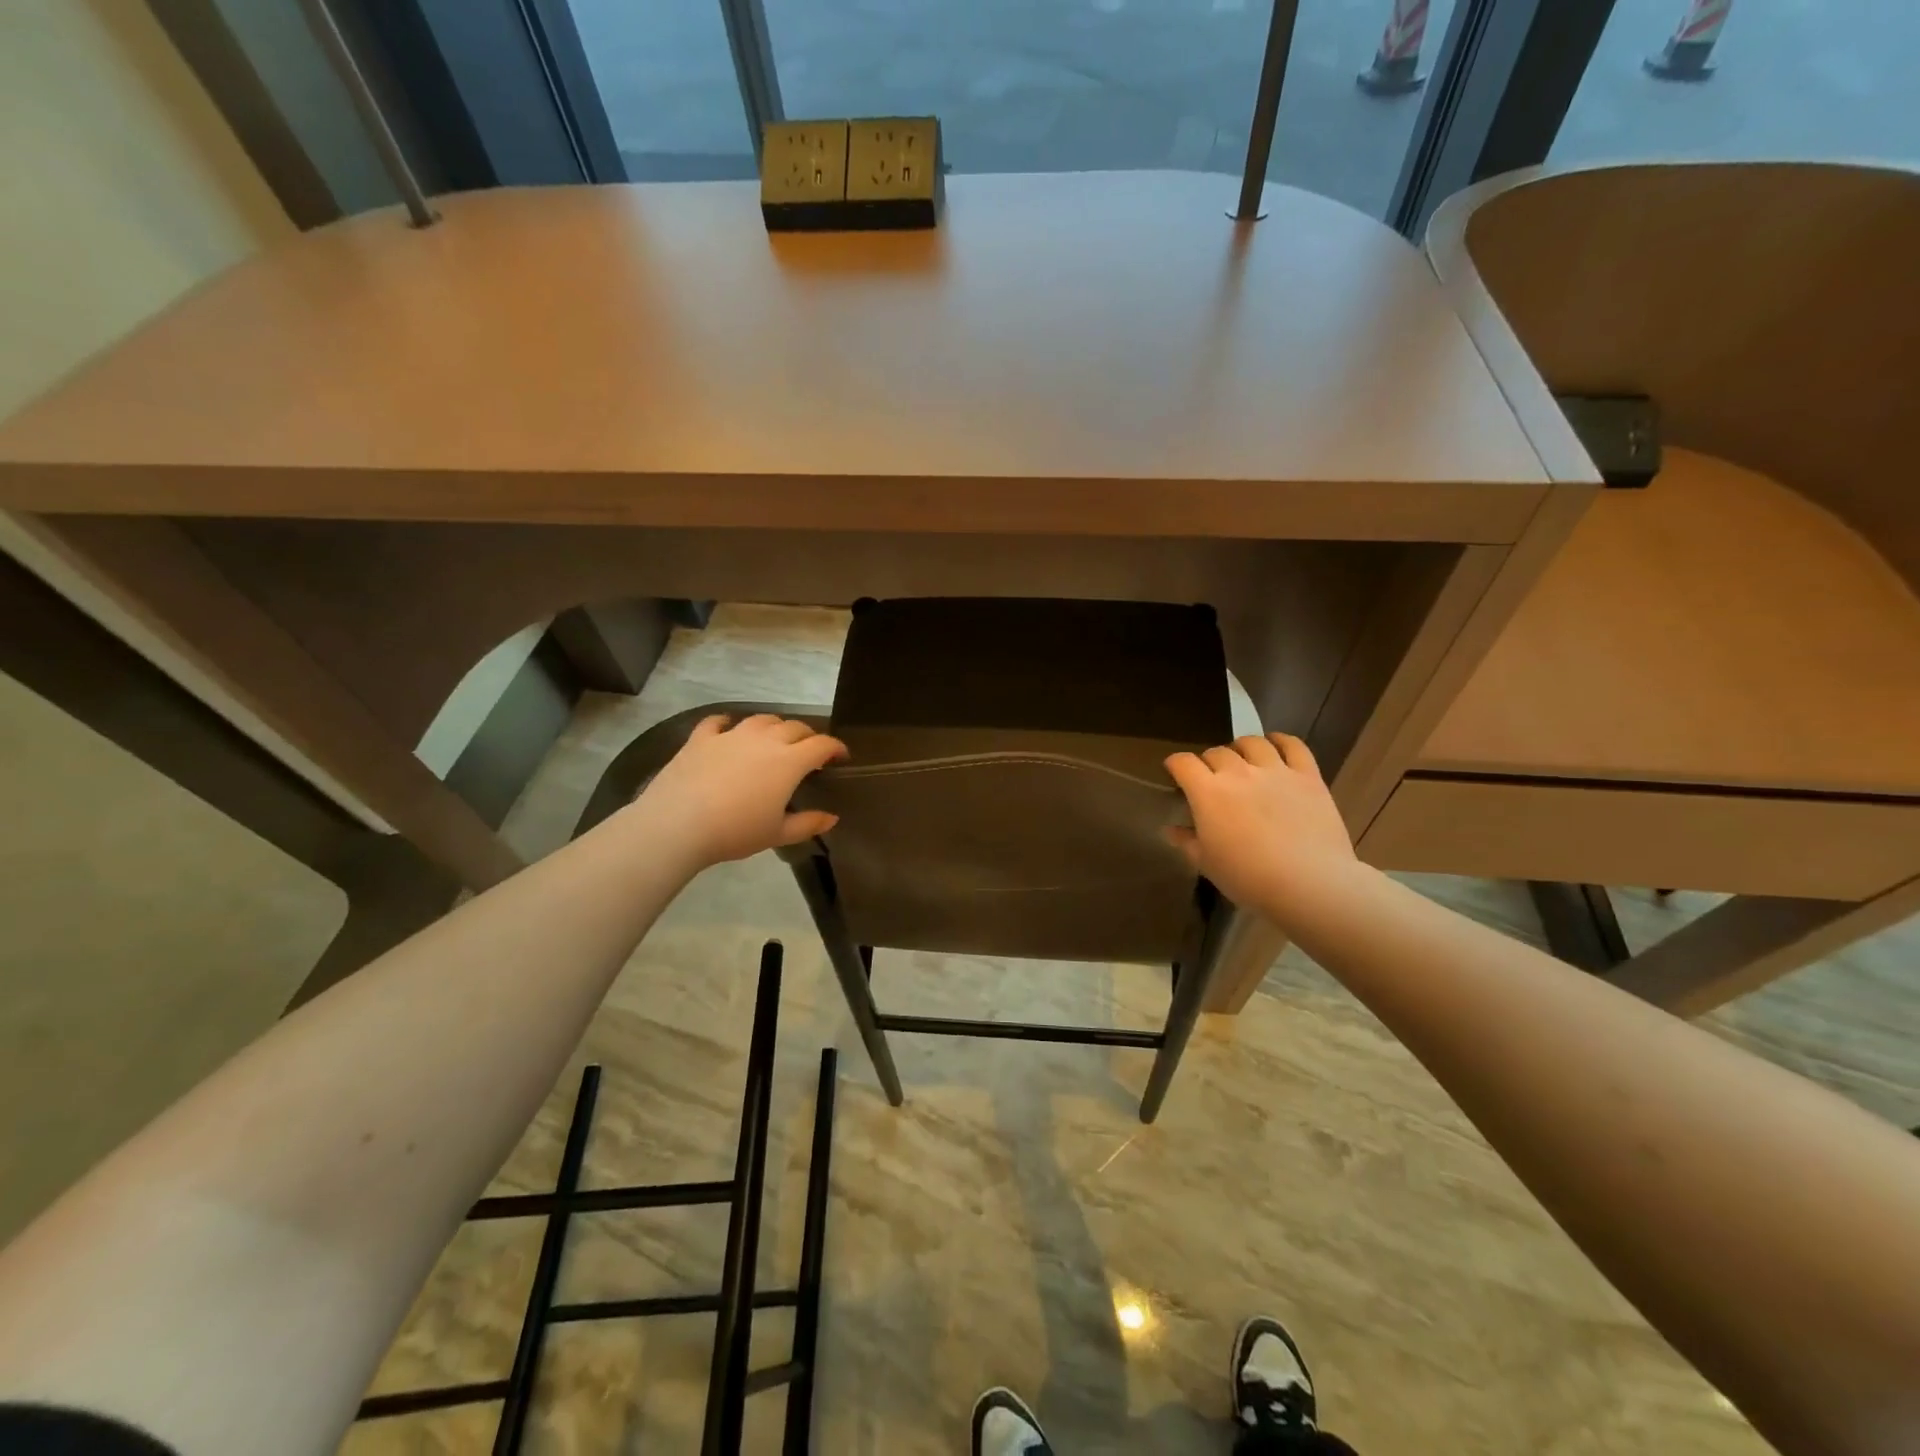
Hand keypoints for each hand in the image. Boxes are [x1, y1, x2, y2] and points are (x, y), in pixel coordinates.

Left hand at [634, 714, 846, 868]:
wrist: (678, 824)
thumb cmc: (735, 831)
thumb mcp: (777, 834)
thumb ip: (808, 824)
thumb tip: (832, 818)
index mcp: (789, 761)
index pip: (821, 744)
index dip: (835, 748)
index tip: (840, 757)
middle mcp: (764, 739)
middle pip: (794, 727)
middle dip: (807, 736)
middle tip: (809, 751)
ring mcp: (731, 735)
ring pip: (761, 720)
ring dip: (773, 726)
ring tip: (773, 739)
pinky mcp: (701, 738)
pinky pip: (717, 722)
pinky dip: (727, 723)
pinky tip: (726, 728)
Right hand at [1164, 733, 1358, 916]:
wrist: (1309, 884)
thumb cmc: (1248, 878)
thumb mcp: (1207, 864)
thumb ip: (1187, 842)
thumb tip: (1171, 830)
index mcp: (1208, 792)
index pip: (1183, 763)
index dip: (1175, 764)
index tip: (1175, 772)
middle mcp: (1238, 772)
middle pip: (1216, 752)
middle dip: (1209, 762)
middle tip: (1212, 778)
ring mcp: (1275, 770)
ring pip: (1252, 743)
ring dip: (1241, 748)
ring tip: (1243, 760)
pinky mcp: (1307, 776)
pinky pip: (1293, 745)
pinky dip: (1281, 741)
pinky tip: (1276, 745)